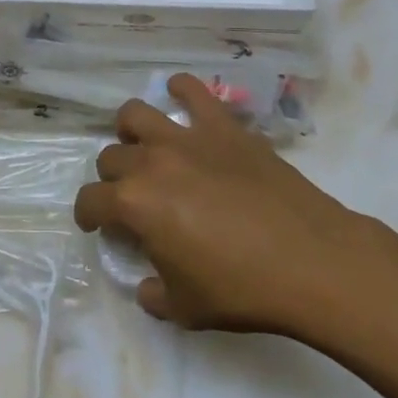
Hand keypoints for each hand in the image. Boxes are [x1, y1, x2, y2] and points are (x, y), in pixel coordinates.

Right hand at [74, 74, 373, 334]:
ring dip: (130, 131)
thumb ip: (153, 292)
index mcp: (134, 204)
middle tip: (131, 197)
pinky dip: (180, 89)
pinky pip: (193, 91)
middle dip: (112, 179)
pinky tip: (179, 96)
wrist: (309, 260)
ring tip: (143, 145)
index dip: (88, 215)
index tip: (98, 225)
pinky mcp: (222, 125)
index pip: (90, 201)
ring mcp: (187, 137)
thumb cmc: (242, 289)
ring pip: (135, 114)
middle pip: (111, 157)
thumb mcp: (185, 308)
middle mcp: (150, 161)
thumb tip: (146, 282)